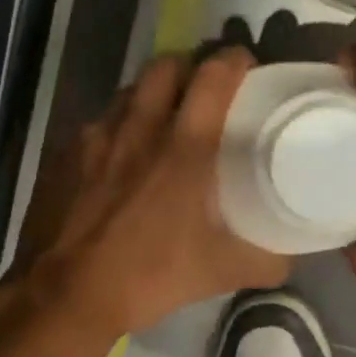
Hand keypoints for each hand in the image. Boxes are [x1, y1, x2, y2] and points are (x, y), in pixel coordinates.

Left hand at [14, 47, 288, 336]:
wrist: (65, 294)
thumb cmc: (149, 275)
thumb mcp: (221, 272)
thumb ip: (266, 260)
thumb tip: (290, 257)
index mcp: (185, 147)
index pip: (214, 75)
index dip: (234, 61)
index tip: (247, 68)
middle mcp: (140, 126)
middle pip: (167, 65)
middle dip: (190, 66)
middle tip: (204, 89)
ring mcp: (97, 136)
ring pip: (130, 90)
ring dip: (152, 93)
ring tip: (163, 119)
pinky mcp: (65, 152)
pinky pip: (100, 121)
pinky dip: (119, 126)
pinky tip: (122, 157)